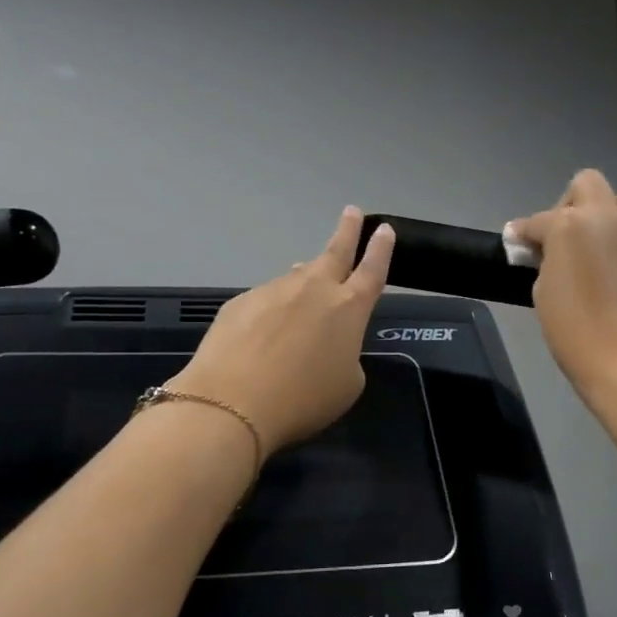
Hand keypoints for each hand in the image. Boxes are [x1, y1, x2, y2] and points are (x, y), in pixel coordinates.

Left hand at [168, 207, 394, 455]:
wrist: (232, 403)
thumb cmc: (303, 400)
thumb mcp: (346, 385)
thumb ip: (346, 354)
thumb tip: (326, 338)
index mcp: (349, 308)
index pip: (372, 270)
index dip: (381, 249)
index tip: (383, 229)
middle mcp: (314, 289)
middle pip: (335, 251)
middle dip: (348, 230)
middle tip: (352, 212)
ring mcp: (274, 291)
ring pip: (297, 278)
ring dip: (305, 281)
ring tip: (305, 295)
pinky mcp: (242, 302)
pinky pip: (266, 301)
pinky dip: (272, 311)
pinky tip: (264, 335)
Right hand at [510, 169, 616, 403]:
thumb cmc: (575, 331)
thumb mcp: (544, 293)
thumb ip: (544, 261)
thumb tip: (545, 252)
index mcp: (569, 225)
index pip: (537, 220)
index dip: (522, 233)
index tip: (514, 244)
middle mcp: (604, 217)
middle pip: (585, 185)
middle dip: (567, 205)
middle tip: (557, 238)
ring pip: (616, 200)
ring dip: (599, 214)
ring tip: (587, 247)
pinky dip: (615, 237)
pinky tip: (605, 266)